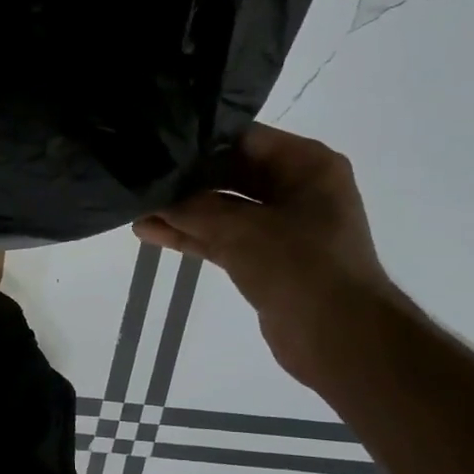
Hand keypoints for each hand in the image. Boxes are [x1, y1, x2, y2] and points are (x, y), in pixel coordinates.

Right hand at [135, 124, 405, 386]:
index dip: (197, 141)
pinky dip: (190, 236)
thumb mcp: (239, 228)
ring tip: (135, 207)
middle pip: (230, 173)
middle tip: (139, 175)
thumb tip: (151, 197)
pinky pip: (221, 237)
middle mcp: (296, 188)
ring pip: (221, 209)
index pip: (242, 138)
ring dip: (182, 211)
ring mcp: (280, 225)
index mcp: (306, 164)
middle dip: (185, 179)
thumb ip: (192, 208)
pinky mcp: (264, 257)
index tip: (154, 144)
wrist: (338, 336)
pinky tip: (149, 232)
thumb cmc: (299, 266)